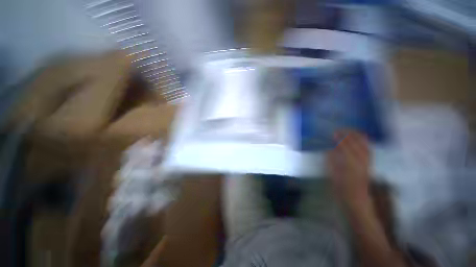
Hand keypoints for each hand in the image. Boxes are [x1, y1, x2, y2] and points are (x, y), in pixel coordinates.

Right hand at [327, 130, 371, 207]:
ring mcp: (367, 164)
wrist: (356, 201)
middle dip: (349, 135)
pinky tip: (361, 140)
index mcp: (350, 166)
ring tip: (351, 130)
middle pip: (357, 145)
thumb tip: (329, 151)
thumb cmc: (341, 190)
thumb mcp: (333, 176)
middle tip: (341, 129)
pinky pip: (369, 152)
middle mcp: (361, 163)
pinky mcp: (369, 166)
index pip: (346, 148)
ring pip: (365, 147)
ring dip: (359, 137)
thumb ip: (331, 162)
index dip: (340, 139)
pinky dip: (365, 144)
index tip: (334, 133)